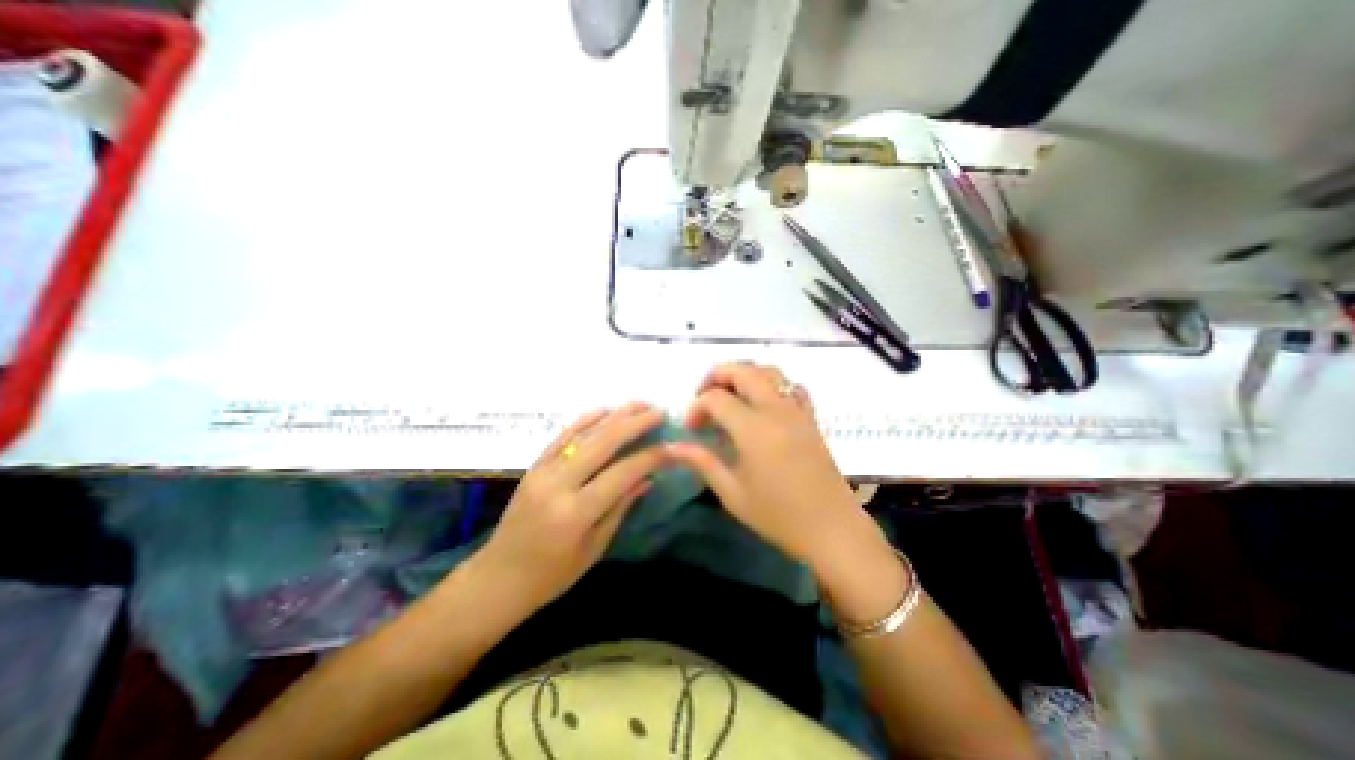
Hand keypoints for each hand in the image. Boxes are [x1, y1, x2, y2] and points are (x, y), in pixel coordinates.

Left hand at [475, 403, 666, 610]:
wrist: (497, 578)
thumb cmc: (551, 575)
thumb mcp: (594, 548)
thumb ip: (620, 507)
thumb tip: (647, 478)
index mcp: (576, 513)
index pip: (621, 473)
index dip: (649, 457)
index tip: (671, 446)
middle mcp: (559, 485)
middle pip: (603, 444)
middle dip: (634, 424)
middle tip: (658, 412)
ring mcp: (543, 471)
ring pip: (583, 435)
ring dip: (614, 416)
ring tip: (638, 403)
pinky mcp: (533, 467)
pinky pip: (561, 436)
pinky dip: (584, 420)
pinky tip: (602, 409)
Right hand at [667, 361, 890, 581]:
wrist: (831, 528)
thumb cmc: (778, 515)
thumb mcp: (732, 492)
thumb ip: (702, 462)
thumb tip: (671, 446)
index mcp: (753, 428)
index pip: (716, 398)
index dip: (697, 407)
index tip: (692, 428)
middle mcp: (775, 409)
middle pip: (743, 370)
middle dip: (717, 376)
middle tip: (704, 397)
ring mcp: (797, 410)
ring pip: (769, 371)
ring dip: (744, 374)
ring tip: (730, 394)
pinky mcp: (811, 417)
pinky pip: (791, 385)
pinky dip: (772, 383)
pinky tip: (764, 403)